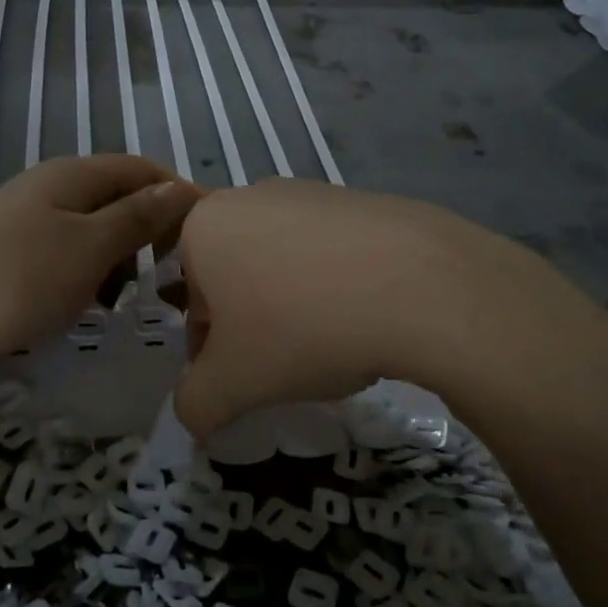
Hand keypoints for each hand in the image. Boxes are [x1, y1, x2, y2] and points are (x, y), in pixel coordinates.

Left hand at [0, 155, 200, 380]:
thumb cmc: (14, 280)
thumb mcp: (89, 248)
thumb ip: (137, 218)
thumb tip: (182, 189)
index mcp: (72, 176)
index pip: (143, 170)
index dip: (178, 195)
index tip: (209, 236)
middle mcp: (49, 190)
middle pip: (117, 199)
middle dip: (150, 232)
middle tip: (174, 276)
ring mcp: (24, 225)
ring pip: (91, 233)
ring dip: (118, 260)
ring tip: (130, 300)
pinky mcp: (7, 260)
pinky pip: (64, 259)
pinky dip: (86, 279)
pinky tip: (87, 309)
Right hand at [173, 178, 556, 436]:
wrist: (417, 284)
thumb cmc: (300, 328)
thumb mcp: (233, 384)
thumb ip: (195, 404)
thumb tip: (193, 414)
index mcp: (205, 226)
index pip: (191, 300)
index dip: (210, 351)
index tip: (242, 380)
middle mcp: (250, 196)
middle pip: (235, 276)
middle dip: (250, 323)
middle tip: (285, 365)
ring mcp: (309, 191)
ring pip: (282, 262)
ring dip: (292, 303)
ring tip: (331, 342)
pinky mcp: (359, 199)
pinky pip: (330, 251)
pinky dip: (336, 283)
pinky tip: (365, 315)